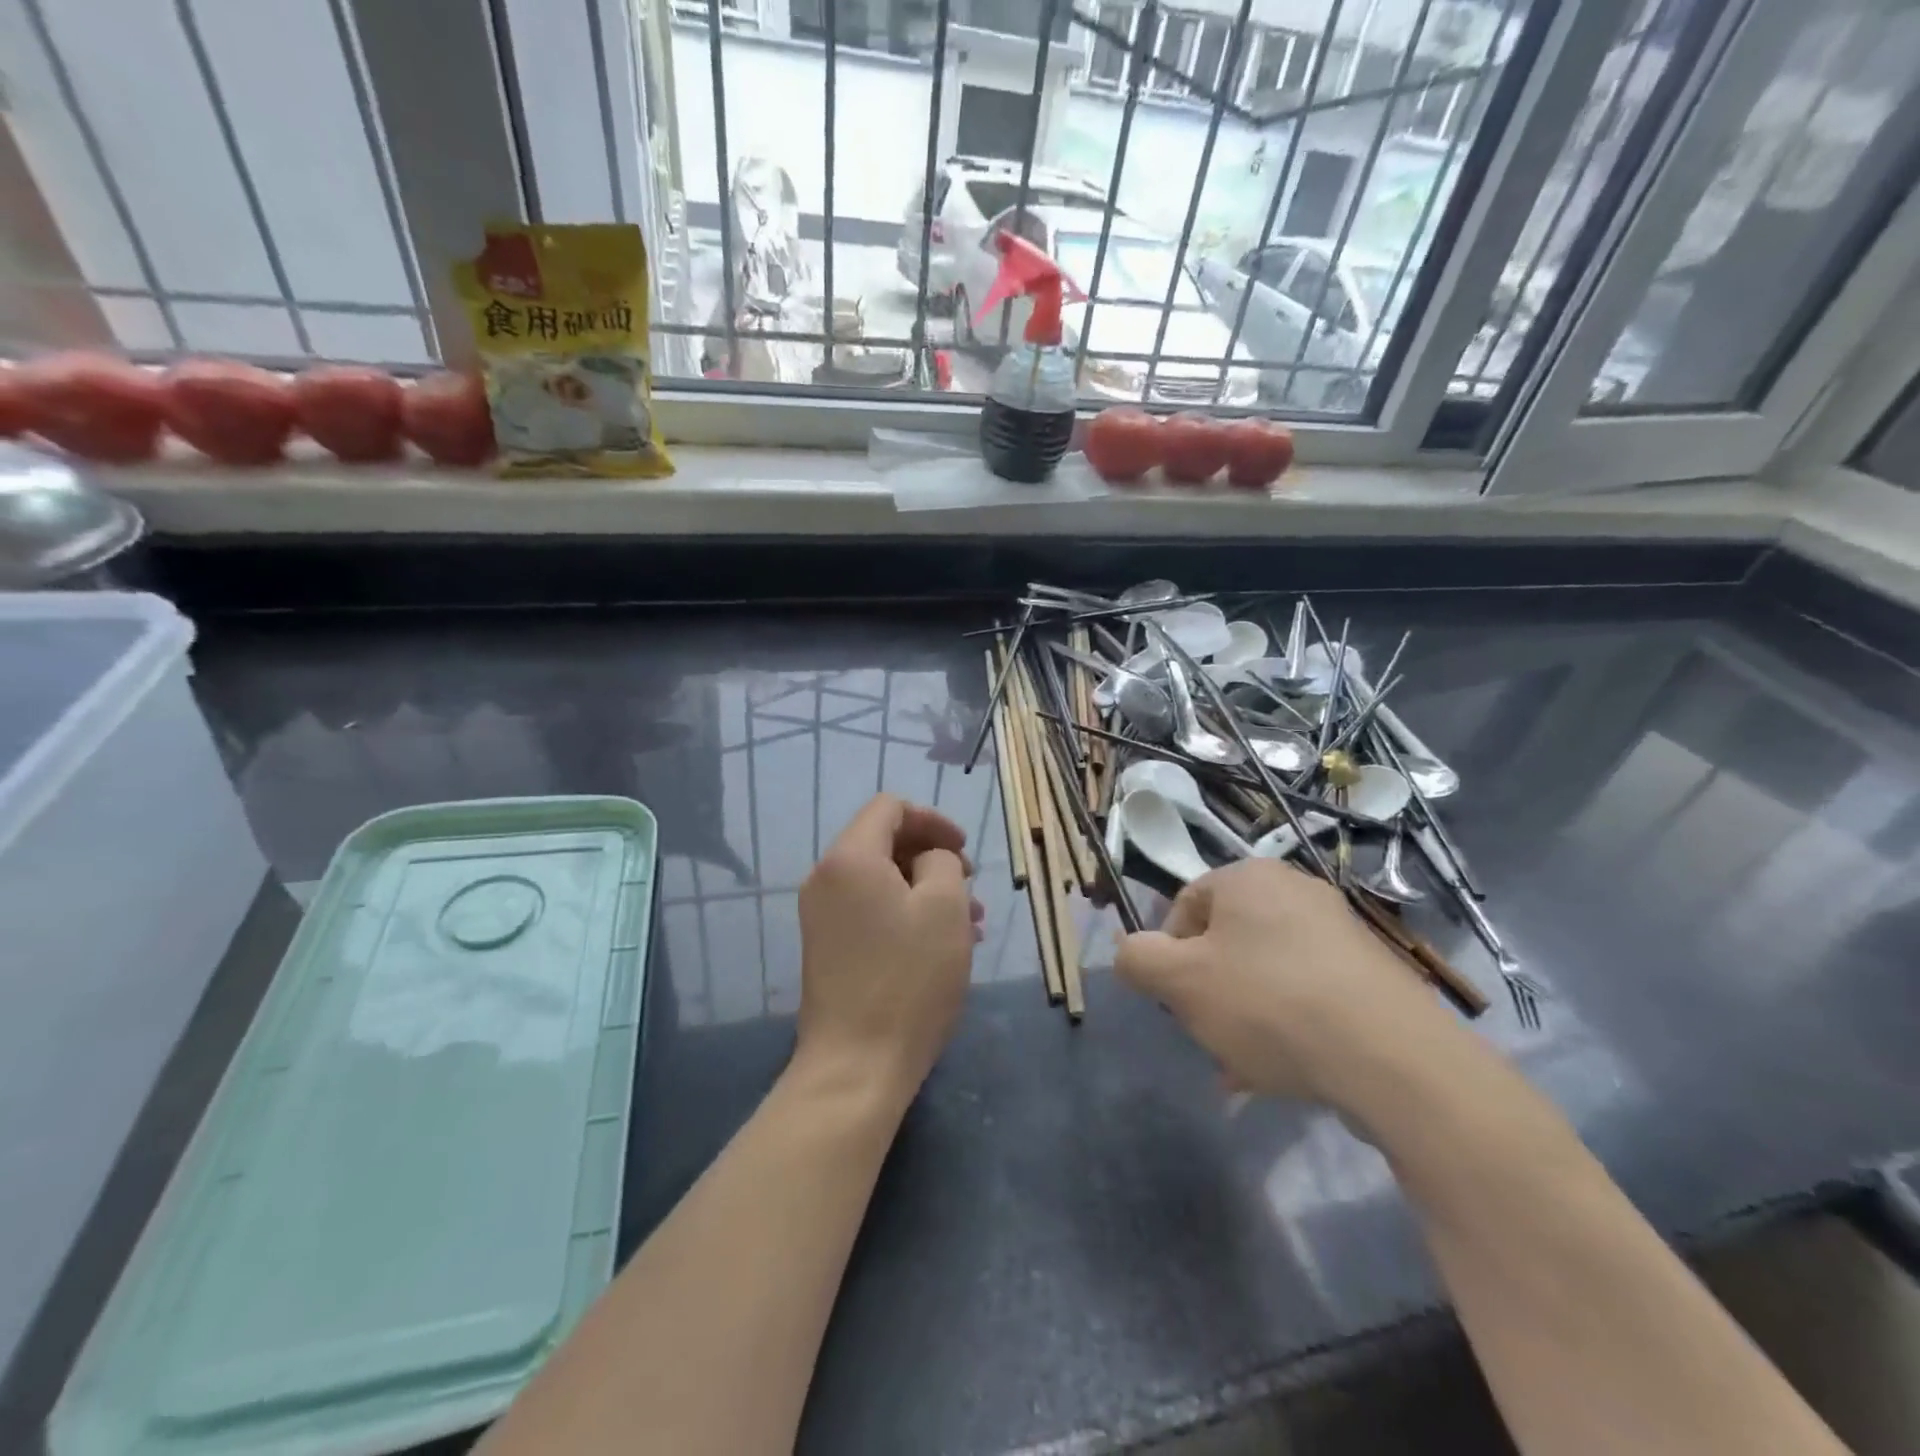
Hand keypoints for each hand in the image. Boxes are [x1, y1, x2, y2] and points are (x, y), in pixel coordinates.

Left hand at [796, 794, 982, 1104]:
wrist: (855, 1065)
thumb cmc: (908, 979)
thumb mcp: (944, 907)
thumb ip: (941, 861)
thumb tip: (927, 860)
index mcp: (850, 858)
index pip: (890, 808)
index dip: (933, 820)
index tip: (964, 851)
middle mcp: (826, 878)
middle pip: (883, 842)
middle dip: (932, 857)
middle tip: (971, 888)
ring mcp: (822, 916)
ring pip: (881, 881)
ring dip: (925, 890)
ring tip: (970, 923)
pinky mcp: (827, 948)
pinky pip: (870, 911)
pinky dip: (905, 914)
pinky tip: (941, 945)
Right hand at [1115, 859, 1448, 1105]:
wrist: (1393, 1060)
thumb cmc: (1268, 1003)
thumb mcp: (1179, 981)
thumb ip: (1137, 959)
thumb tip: (1128, 951)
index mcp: (1249, 877)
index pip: (1185, 905)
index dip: (1168, 953)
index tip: (1175, 999)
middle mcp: (1296, 891)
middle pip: (1226, 941)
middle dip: (1208, 991)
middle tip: (1207, 1034)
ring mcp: (1340, 932)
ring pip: (1265, 973)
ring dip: (1243, 1016)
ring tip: (1241, 1067)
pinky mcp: (1372, 974)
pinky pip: (1308, 994)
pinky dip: (1286, 1026)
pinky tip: (1281, 1072)